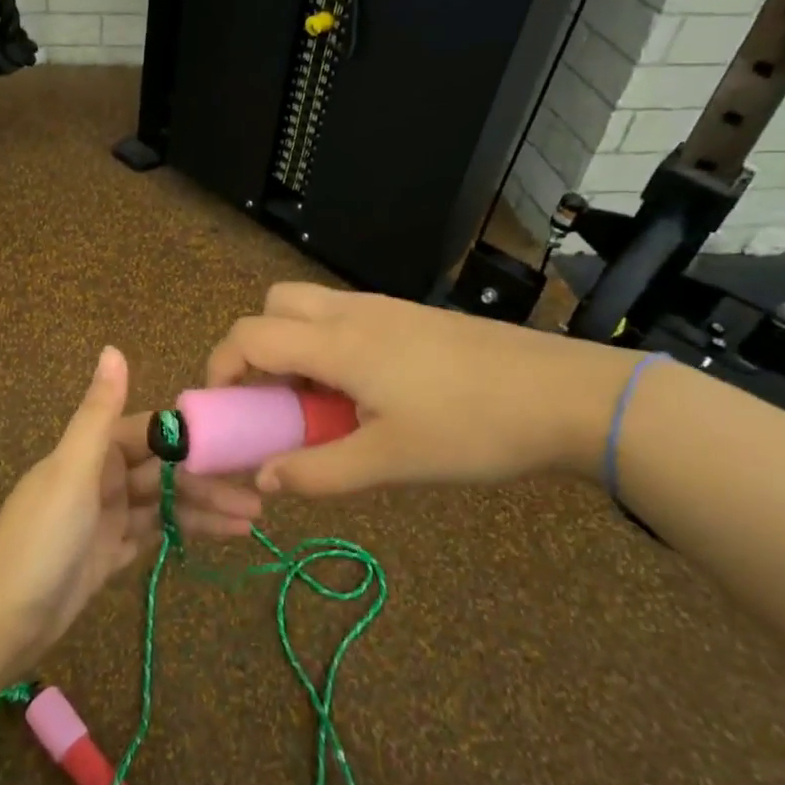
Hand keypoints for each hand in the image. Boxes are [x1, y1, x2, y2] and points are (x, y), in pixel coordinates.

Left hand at [0, 347, 261, 674]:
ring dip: (205, 508)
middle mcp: (102, 476)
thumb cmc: (41, 538)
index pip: (152, 433)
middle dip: (207, 480)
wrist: (0, 623)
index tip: (237, 442)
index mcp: (92, 450)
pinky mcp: (110, 552)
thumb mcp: (73, 471)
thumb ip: (99, 412)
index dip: (192, 437)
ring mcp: (107, 516)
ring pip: (164, 503)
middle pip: (164, 470)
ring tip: (252, 520)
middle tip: (257, 492)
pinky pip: (155, 533)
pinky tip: (221, 534)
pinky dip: (185, 532)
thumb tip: (113, 348)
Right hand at [204, 283, 646, 497]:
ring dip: (294, 346)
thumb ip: (318, 471)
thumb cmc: (470, 428)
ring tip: (318, 403)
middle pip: (273, 304)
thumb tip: (264, 479)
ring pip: (310, 308)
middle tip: (272, 399)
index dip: (221, 366)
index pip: (249, 334)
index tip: (222, 409)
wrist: (562, 394)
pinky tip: (362, 393)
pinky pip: (344, 317)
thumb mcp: (390, 461)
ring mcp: (383, 308)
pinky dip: (328, 346)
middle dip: (256, 346)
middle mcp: (350, 312)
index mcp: (337, 342)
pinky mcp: (408, 316)